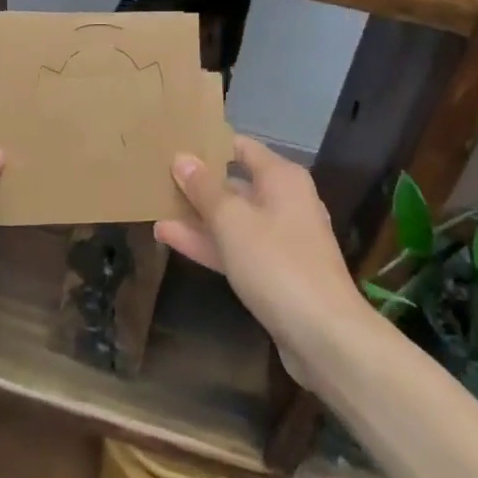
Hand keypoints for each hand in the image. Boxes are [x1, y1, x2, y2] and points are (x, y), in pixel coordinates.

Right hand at [154, 137, 366, 390]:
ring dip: (196, 216)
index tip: (174, 143)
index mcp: (282, 178)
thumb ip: (204, 188)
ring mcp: (280, 239)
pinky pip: (236, 247)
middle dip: (198, 183)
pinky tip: (170, 238)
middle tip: (156, 177)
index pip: (241, 146)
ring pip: (232, 219)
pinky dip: (208, 242)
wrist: (323, 334)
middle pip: (235, 183)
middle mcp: (284, 201)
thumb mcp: (232, 220)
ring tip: (154, 209)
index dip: (209, 143)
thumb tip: (182, 157)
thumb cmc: (276, 263)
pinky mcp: (274, 271)